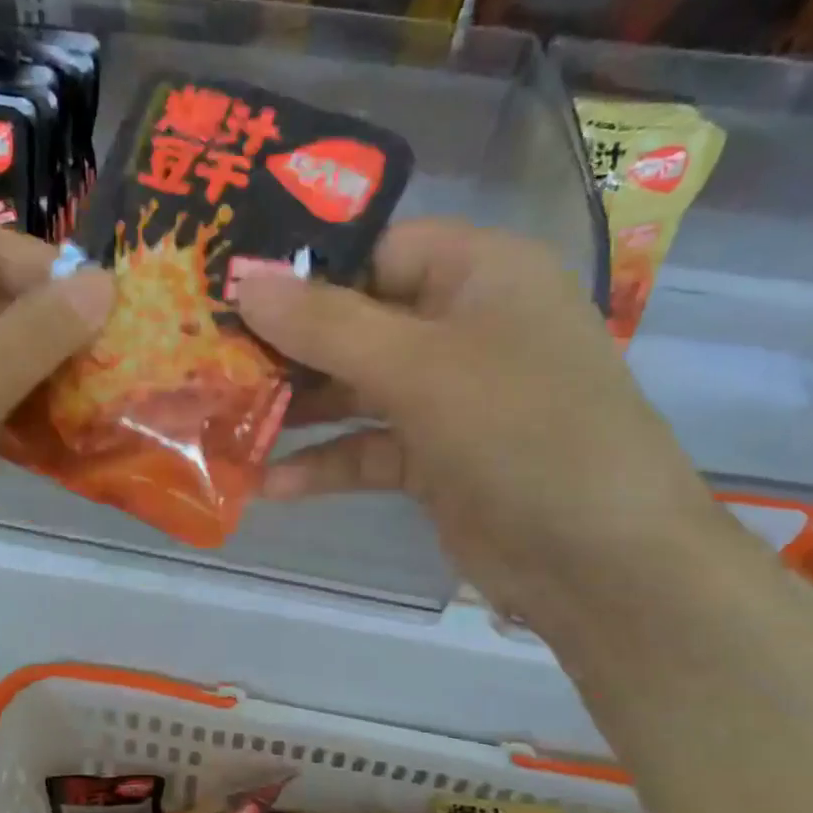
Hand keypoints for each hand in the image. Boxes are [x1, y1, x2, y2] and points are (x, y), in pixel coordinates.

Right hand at [233, 220, 721, 625]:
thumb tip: (243, 281)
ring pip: (355, 389)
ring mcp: (450, 397)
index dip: (304, 269)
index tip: (229, 292)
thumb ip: (327, 324)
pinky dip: (324, 463)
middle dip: (287, 347)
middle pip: (357, 321)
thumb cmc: (521, 432)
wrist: (601, 562)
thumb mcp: (420, 368)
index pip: (375, 250)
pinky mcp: (436, 458)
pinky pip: (367, 448)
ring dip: (297, 409)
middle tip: (211, 359)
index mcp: (478, 274)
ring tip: (225, 420)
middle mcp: (463, 326)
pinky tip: (269, 484)